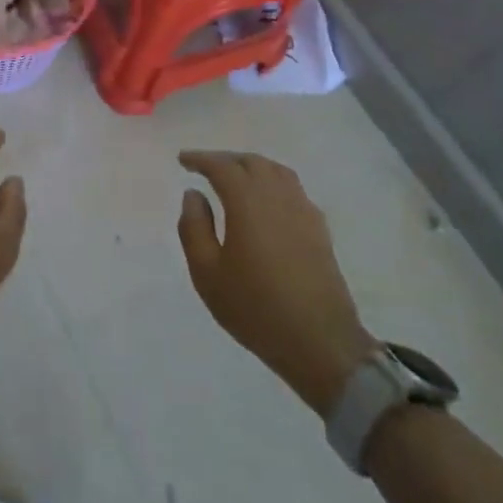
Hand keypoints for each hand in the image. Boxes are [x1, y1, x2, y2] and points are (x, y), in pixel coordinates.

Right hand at [177, 150, 374, 413]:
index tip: (183, 159)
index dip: (200, 159)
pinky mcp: (319, 230)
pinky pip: (293, 190)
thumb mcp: (207, 273)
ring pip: (276, 172)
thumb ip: (194, 228)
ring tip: (235, 177)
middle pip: (251, 162)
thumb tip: (193, 195)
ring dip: (252, 167)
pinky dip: (273, 183)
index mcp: (248, 203)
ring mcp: (304, 212)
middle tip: (205, 167)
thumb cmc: (255, 308)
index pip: (222, 166)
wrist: (320, 343)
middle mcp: (278, 197)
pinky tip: (266, 201)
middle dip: (226, 160)